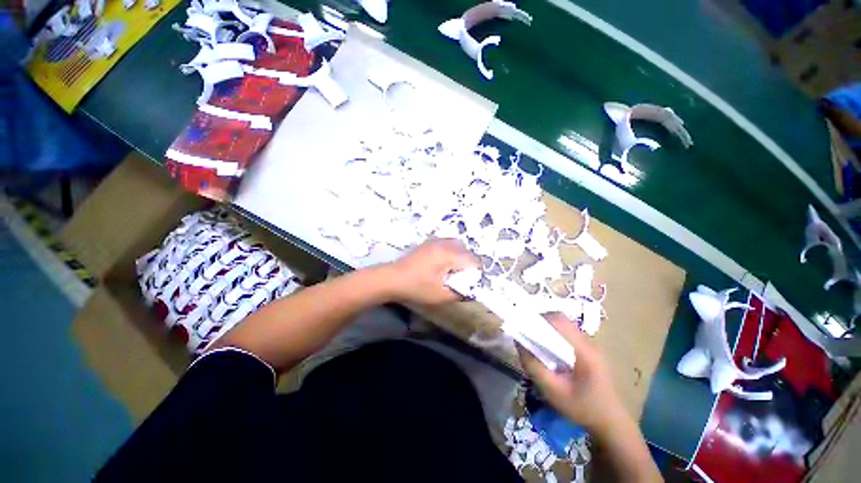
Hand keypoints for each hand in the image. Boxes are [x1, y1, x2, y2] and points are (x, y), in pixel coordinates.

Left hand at [386, 239, 477, 305]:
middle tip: (463, 278)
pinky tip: (443, 264)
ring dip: (460, 257)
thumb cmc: (417, 288)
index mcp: (449, 254)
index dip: (476, 273)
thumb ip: (461, 293)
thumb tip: (472, 291)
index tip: (472, 283)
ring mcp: (435, 241)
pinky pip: (447, 244)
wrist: (392, 278)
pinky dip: (451, 252)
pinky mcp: (428, 242)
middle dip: (468, 264)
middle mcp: (445, 243)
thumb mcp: (441, 296)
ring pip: (457, 246)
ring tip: (454, 271)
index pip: (473, 260)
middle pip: (466, 251)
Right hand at [517, 314, 625, 434]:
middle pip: (561, 319)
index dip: (538, 319)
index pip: (559, 321)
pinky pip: (567, 333)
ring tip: (534, 341)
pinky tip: (548, 350)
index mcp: (583, 351)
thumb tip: (518, 342)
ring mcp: (590, 345)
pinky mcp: (588, 350)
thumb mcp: (553, 391)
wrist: (610, 422)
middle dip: (540, 321)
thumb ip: (534, 366)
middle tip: (526, 333)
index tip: (522, 325)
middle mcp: (588, 342)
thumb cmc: (582, 409)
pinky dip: (553, 335)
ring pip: (564, 325)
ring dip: (547, 327)